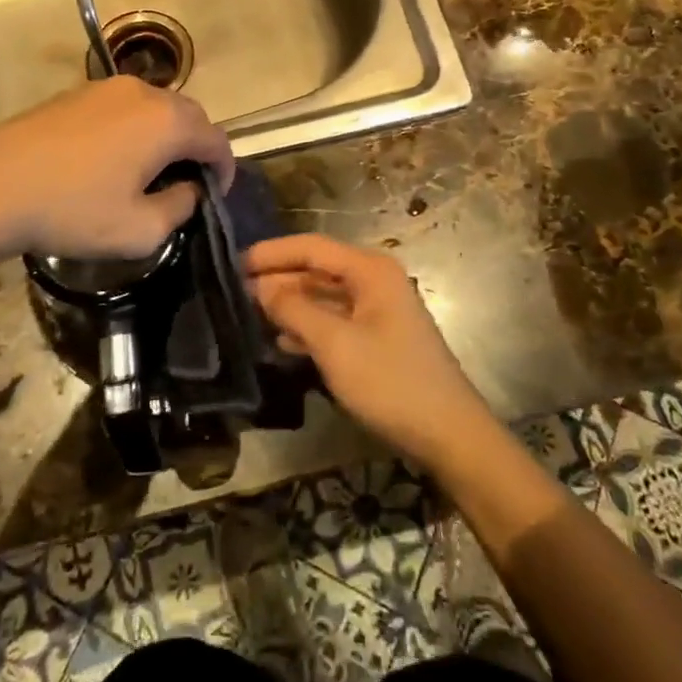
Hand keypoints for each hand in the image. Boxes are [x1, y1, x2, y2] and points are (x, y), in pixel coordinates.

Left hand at [0, 77, 233, 260]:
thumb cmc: (72, 211)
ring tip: (150, 169)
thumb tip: (189, 190)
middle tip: (185, 183)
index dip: (224, 169)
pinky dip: (136, 126)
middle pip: (190, 116)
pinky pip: (125, 105)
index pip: (216, 140)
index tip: (214, 195)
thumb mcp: (139, 230)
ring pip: (157, 107)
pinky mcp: (78, 92)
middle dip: (197, 148)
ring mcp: (108, 87)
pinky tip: (113, 156)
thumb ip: (180, 208)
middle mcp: (145, 92)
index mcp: (167, 122)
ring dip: (166, 135)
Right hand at [247, 235, 494, 470]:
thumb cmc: (390, 382)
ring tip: (250, 313)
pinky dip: (309, 326)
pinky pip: (335, 320)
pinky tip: (283, 342)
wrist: (448, 434)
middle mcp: (374, 280)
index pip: (312, 247)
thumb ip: (294, 310)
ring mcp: (378, 309)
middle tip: (235, 291)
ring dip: (290, 304)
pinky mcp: (378, 337)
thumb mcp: (335, 345)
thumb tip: (261, 286)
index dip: (272, 253)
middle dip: (279, 278)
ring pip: (324, 296)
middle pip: (318, 269)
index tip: (234, 262)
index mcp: (370, 270)